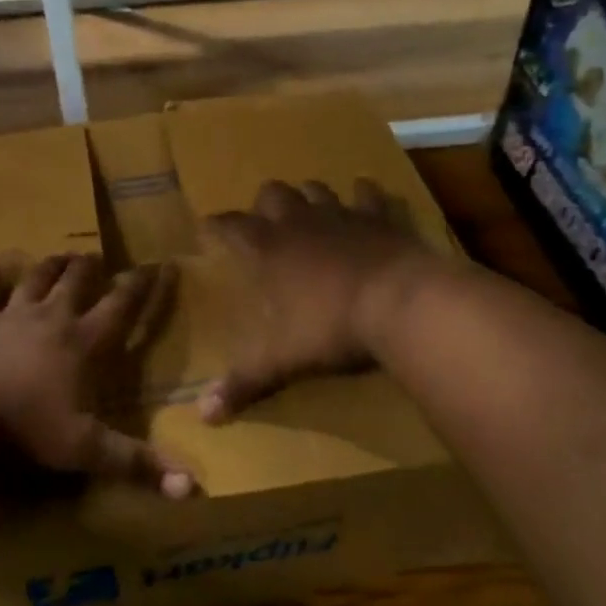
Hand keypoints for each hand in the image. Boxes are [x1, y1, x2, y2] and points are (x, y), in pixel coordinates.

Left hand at [0, 253, 195, 498]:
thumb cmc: (27, 426)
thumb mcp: (86, 449)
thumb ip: (136, 464)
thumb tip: (191, 490)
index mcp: (83, 343)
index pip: (121, 305)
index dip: (141, 285)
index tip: (156, 263)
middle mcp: (51, 319)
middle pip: (76, 281)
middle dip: (90, 267)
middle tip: (97, 255)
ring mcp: (11, 317)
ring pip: (36, 280)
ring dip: (50, 266)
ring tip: (61, 255)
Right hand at [200, 179, 433, 422]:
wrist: (401, 305)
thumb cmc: (331, 328)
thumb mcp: (281, 361)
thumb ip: (243, 383)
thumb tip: (203, 417)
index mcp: (268, 248)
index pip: (229, 225)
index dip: (215, 225)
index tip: (206, 227)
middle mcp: (300, 222)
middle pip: (272, 193)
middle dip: (264, 205)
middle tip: (265, 224)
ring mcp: (342, 214)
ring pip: (316, 188)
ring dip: (308, 196)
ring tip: (308, 211)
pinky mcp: (381, 217)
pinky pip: (369, 194)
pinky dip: (364, 194)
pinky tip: (364, 196)